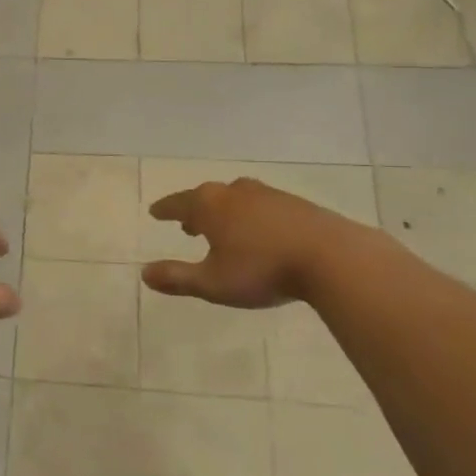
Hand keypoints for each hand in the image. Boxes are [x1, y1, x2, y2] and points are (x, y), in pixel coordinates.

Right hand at [143, 179, 367, 308]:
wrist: (331, 257)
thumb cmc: (262, 269)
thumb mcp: (213, 282)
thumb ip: (177, 278)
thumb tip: (144, 273)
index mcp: (210, 205)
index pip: (178, 203)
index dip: (165, 210)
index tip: (155, 212)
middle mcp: (235, 192)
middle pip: (206, 197)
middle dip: (194, 210)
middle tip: (187, 224)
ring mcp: (267, 194)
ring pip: (236, 198)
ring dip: (224, 211)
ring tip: (223, 228)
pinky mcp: (295, 204)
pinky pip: (261, 205)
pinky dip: (250, 215)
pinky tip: (260, 232)